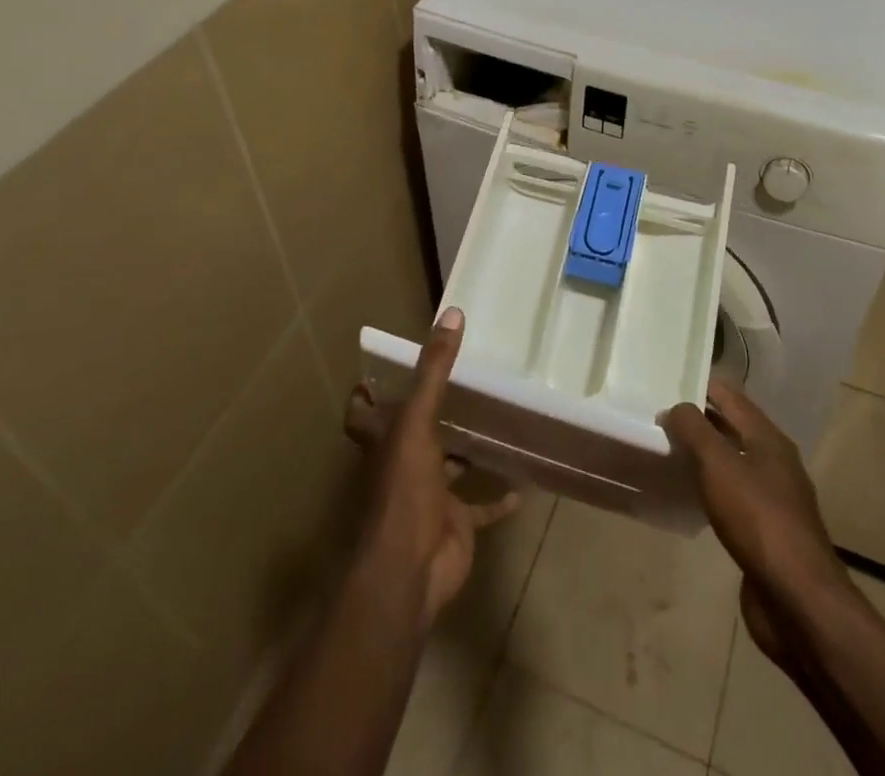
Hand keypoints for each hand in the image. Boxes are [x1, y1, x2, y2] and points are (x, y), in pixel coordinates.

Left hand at [344, 308, 519, 626]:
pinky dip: (498, 500)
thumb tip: (452, 313)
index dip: (365, 397)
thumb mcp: (417, 420)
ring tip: (493, 422)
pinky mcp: (455, 525)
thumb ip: (435, 370)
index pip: (363, 415)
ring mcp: (429, 497)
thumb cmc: (404, 488)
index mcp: (384, 442)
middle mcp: (402, 466)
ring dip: (464, 454)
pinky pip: (480, 509)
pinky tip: (521, 485)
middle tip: (457, 384)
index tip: (376, 374)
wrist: (411, 569)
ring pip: (446, 469)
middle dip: (426, 416)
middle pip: (408, 437)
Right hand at [662, 379, 848, 606]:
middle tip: (658, 417)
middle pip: (731, 427)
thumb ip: (694, 429)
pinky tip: (689, 495)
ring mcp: (772, 498)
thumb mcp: (719, 464)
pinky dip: (710, 487)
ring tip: (667, 452)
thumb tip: (675, 407)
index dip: (699, 386)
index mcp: (768, 438)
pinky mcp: (765, 532)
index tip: (665, 384)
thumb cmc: (758, 519)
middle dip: (698, 420)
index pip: (729, 396)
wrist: (797, 600)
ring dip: (703, 455)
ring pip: (732, 462)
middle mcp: (774, 461)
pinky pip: (732, 495)